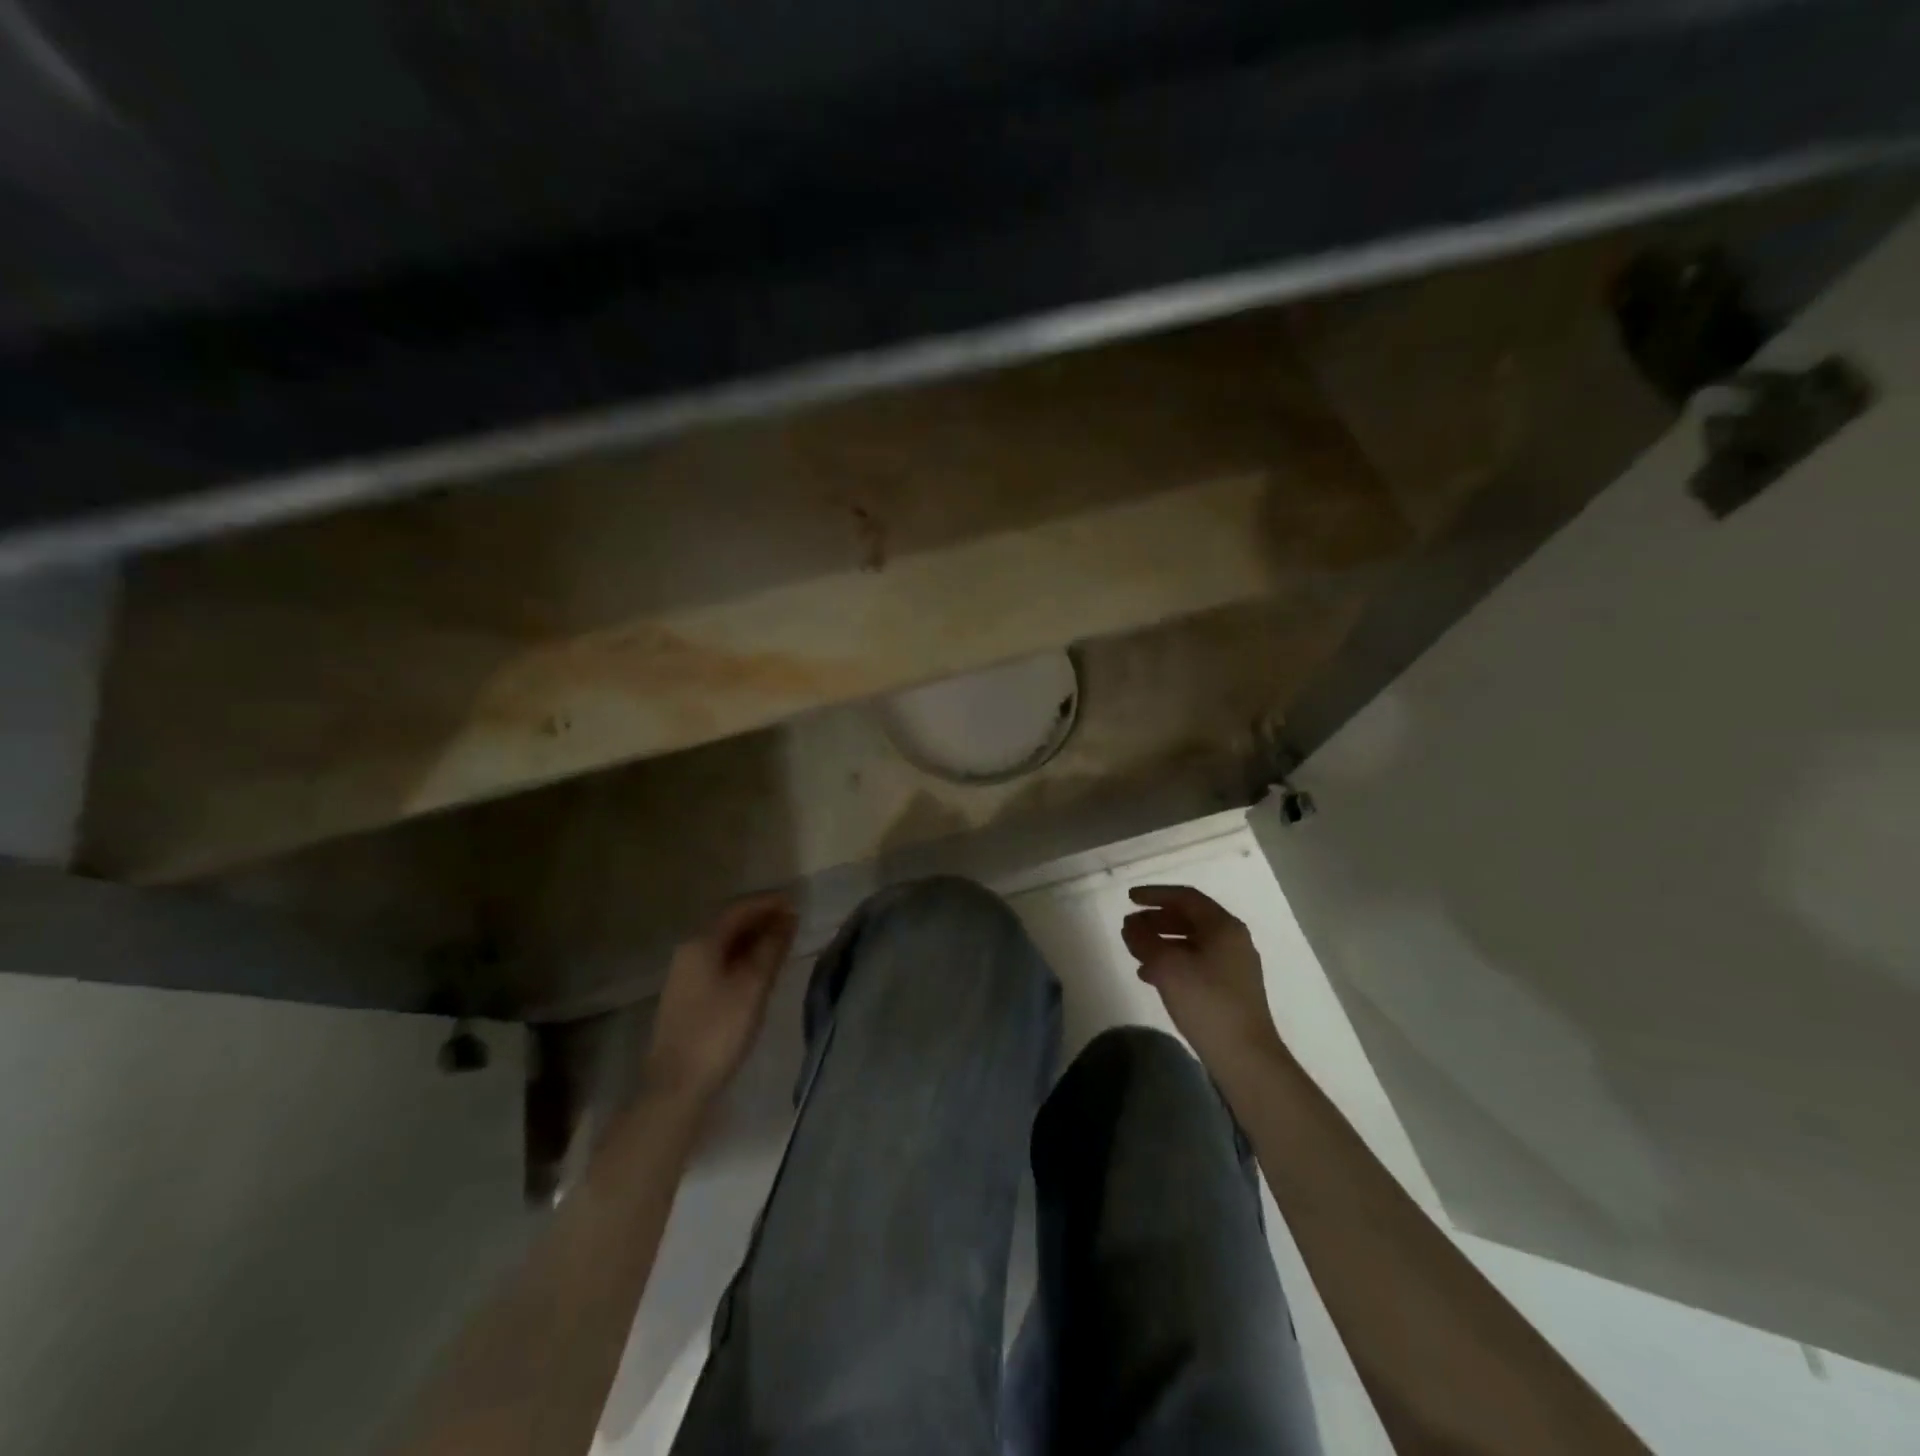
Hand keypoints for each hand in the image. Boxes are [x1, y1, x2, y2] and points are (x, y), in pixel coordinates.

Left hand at [645, 892, 798, 1107]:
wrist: (677, 1085)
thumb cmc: (719, 1031)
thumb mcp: (753, 986)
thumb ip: (771, 948)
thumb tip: (788, 918)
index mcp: (702, 943)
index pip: (739, 909)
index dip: (769, 903)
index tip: (797, 902)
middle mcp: (690, 951)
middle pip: (730, 924)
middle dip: (762, 919)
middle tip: (795, 922)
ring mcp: (686, 973)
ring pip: (725, 943)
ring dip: (754, 938)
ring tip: (784, 941)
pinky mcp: (689, 993)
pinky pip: (720, 960)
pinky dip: (743, 956)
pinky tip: (760, 967)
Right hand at [1123, 885, 1286, 1084]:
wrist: (1245, 1057)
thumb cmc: (1206, 1002)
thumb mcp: (1167, 967)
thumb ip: (1145, 940)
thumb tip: (1131, 926)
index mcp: (1223, 926)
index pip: (1185, 897)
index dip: (1155, 895)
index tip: (1129, 899)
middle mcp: (1232, 940)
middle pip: (1189, 918)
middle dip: (1156, 919)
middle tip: (1129, 926)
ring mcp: (1233, 965)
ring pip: (1191, 942)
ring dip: (1161, 942)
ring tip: (1135, 951)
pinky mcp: (1230, 988)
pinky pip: (1196, 962)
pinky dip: (1172, 962)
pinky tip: (1150, 976)